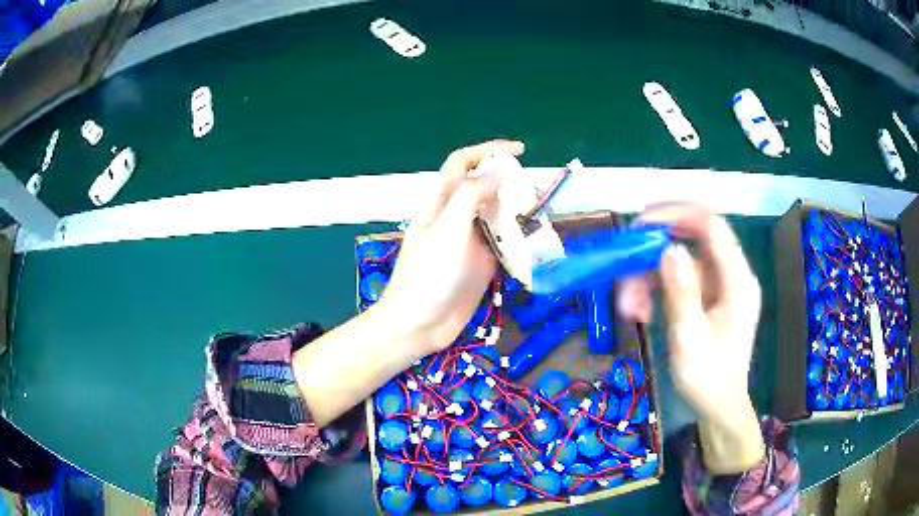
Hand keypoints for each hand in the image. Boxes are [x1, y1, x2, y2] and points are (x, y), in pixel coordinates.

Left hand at [379, 140, 524, 354]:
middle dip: (509, 183)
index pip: (462, 163)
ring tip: (540, 217)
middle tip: (534, 192)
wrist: (418, 325)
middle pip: (485, 188)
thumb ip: (471, 197)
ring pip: (498, 216)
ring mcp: (470, 241)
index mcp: (442, 203)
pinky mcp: (482, 264)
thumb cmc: (428, 276)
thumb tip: (497, 170)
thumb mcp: (448, 231)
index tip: (519, 151)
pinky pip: (505, 244)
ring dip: (518, 213)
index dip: (487, 151)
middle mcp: (457, 217)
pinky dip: (520, 240)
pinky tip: (535, 244)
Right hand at [620, 204, 764, 472]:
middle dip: (654, 252)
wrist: (719, 407)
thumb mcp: (690, 340)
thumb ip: (682, 292)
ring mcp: (719, 285)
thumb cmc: (707, 380)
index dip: (676, 213)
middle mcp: (731, 274)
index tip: (640, 222)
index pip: (710, 225)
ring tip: (629, 308)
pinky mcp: (708, 296)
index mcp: (737, 280)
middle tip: (624, 269)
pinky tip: (641, 311)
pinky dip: (657, 289)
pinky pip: (679, 279)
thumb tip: (669, 248)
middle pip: (692, 239)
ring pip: (680, 260)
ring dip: (650, 276)